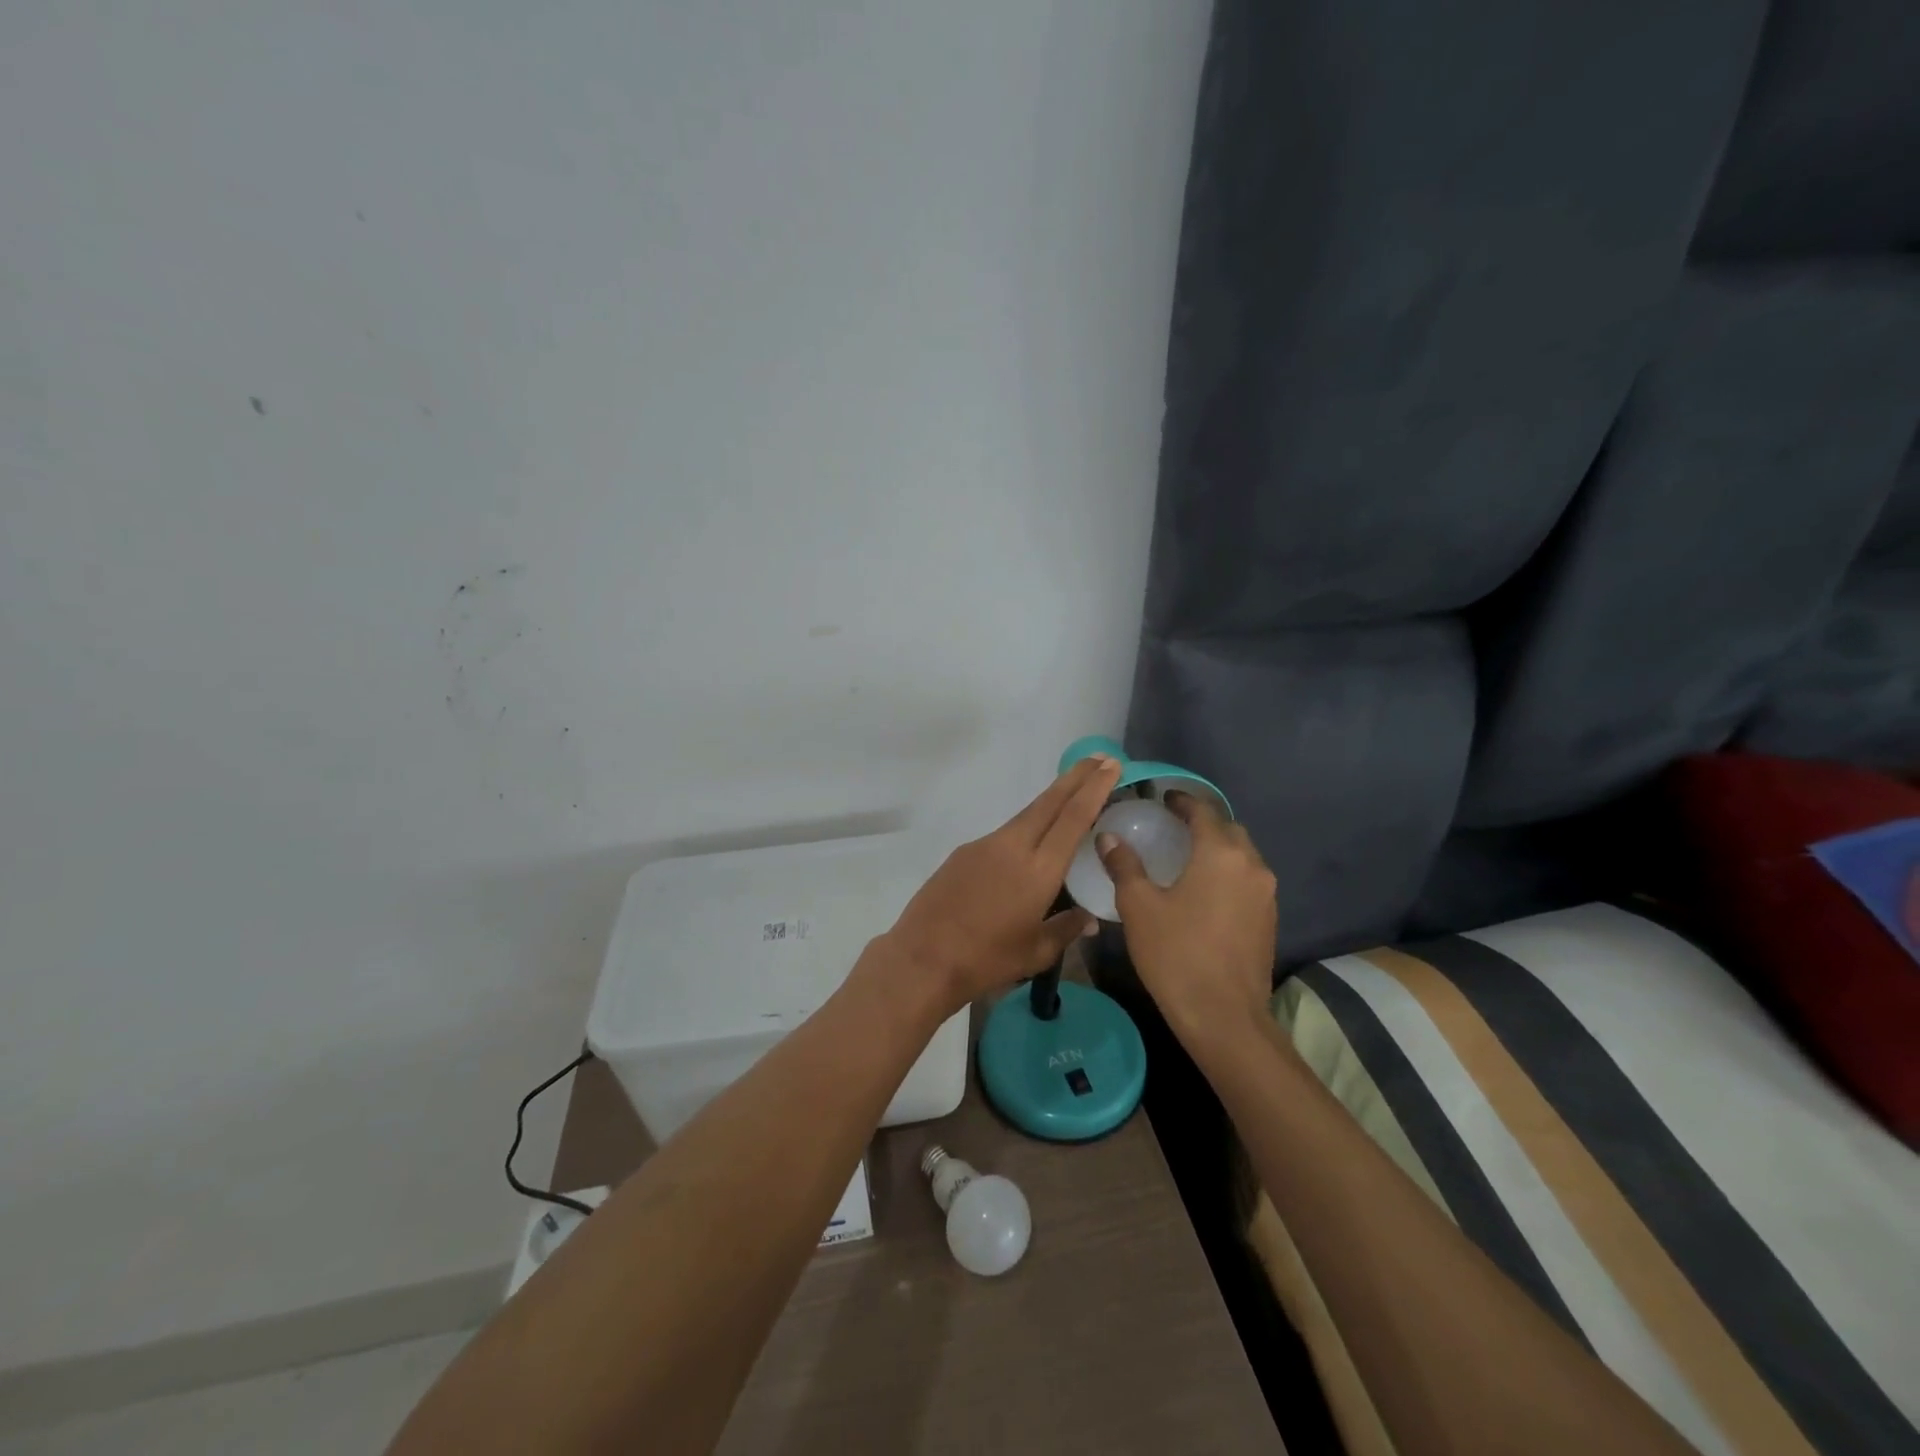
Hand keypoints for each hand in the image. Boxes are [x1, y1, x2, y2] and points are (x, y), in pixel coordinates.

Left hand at [879, 754, 1122, 1011]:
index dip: (1094, 789)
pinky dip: (1025, 829)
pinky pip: (1003, 834)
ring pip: (1026, 815)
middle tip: (1099, 759)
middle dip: (1076, 777)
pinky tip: (1027, 847)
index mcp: (1039, 870)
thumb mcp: (1035, 953)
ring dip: (1051, 802)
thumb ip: (1066, 930)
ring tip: (1071, 796)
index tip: (1111, 766)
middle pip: (1050, 802)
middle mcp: (1013, 847)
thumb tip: (1089, 920)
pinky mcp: (964, 852)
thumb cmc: (986, 960)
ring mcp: (984, 845)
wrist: (923, 958)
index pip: (1073, 818)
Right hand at [1098, 792, 1276, 1043]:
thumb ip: (1125, 865)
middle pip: (1229, 830)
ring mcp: (1266, 895)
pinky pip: (1248, 881)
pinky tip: (1204, 891)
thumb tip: (1108, 837)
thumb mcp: (1140, 907)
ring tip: (1187, 857)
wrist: (1224, 1018)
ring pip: (1242, 857)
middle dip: (1203, 823)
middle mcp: (1252, 866)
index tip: (1163, 798)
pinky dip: (1227, 874)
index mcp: (1221, 854)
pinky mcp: (1269, 921)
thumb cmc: (1176, 954)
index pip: (1203, 811)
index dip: (1182, 801)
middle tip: (1173, 826)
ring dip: (1218, 849)